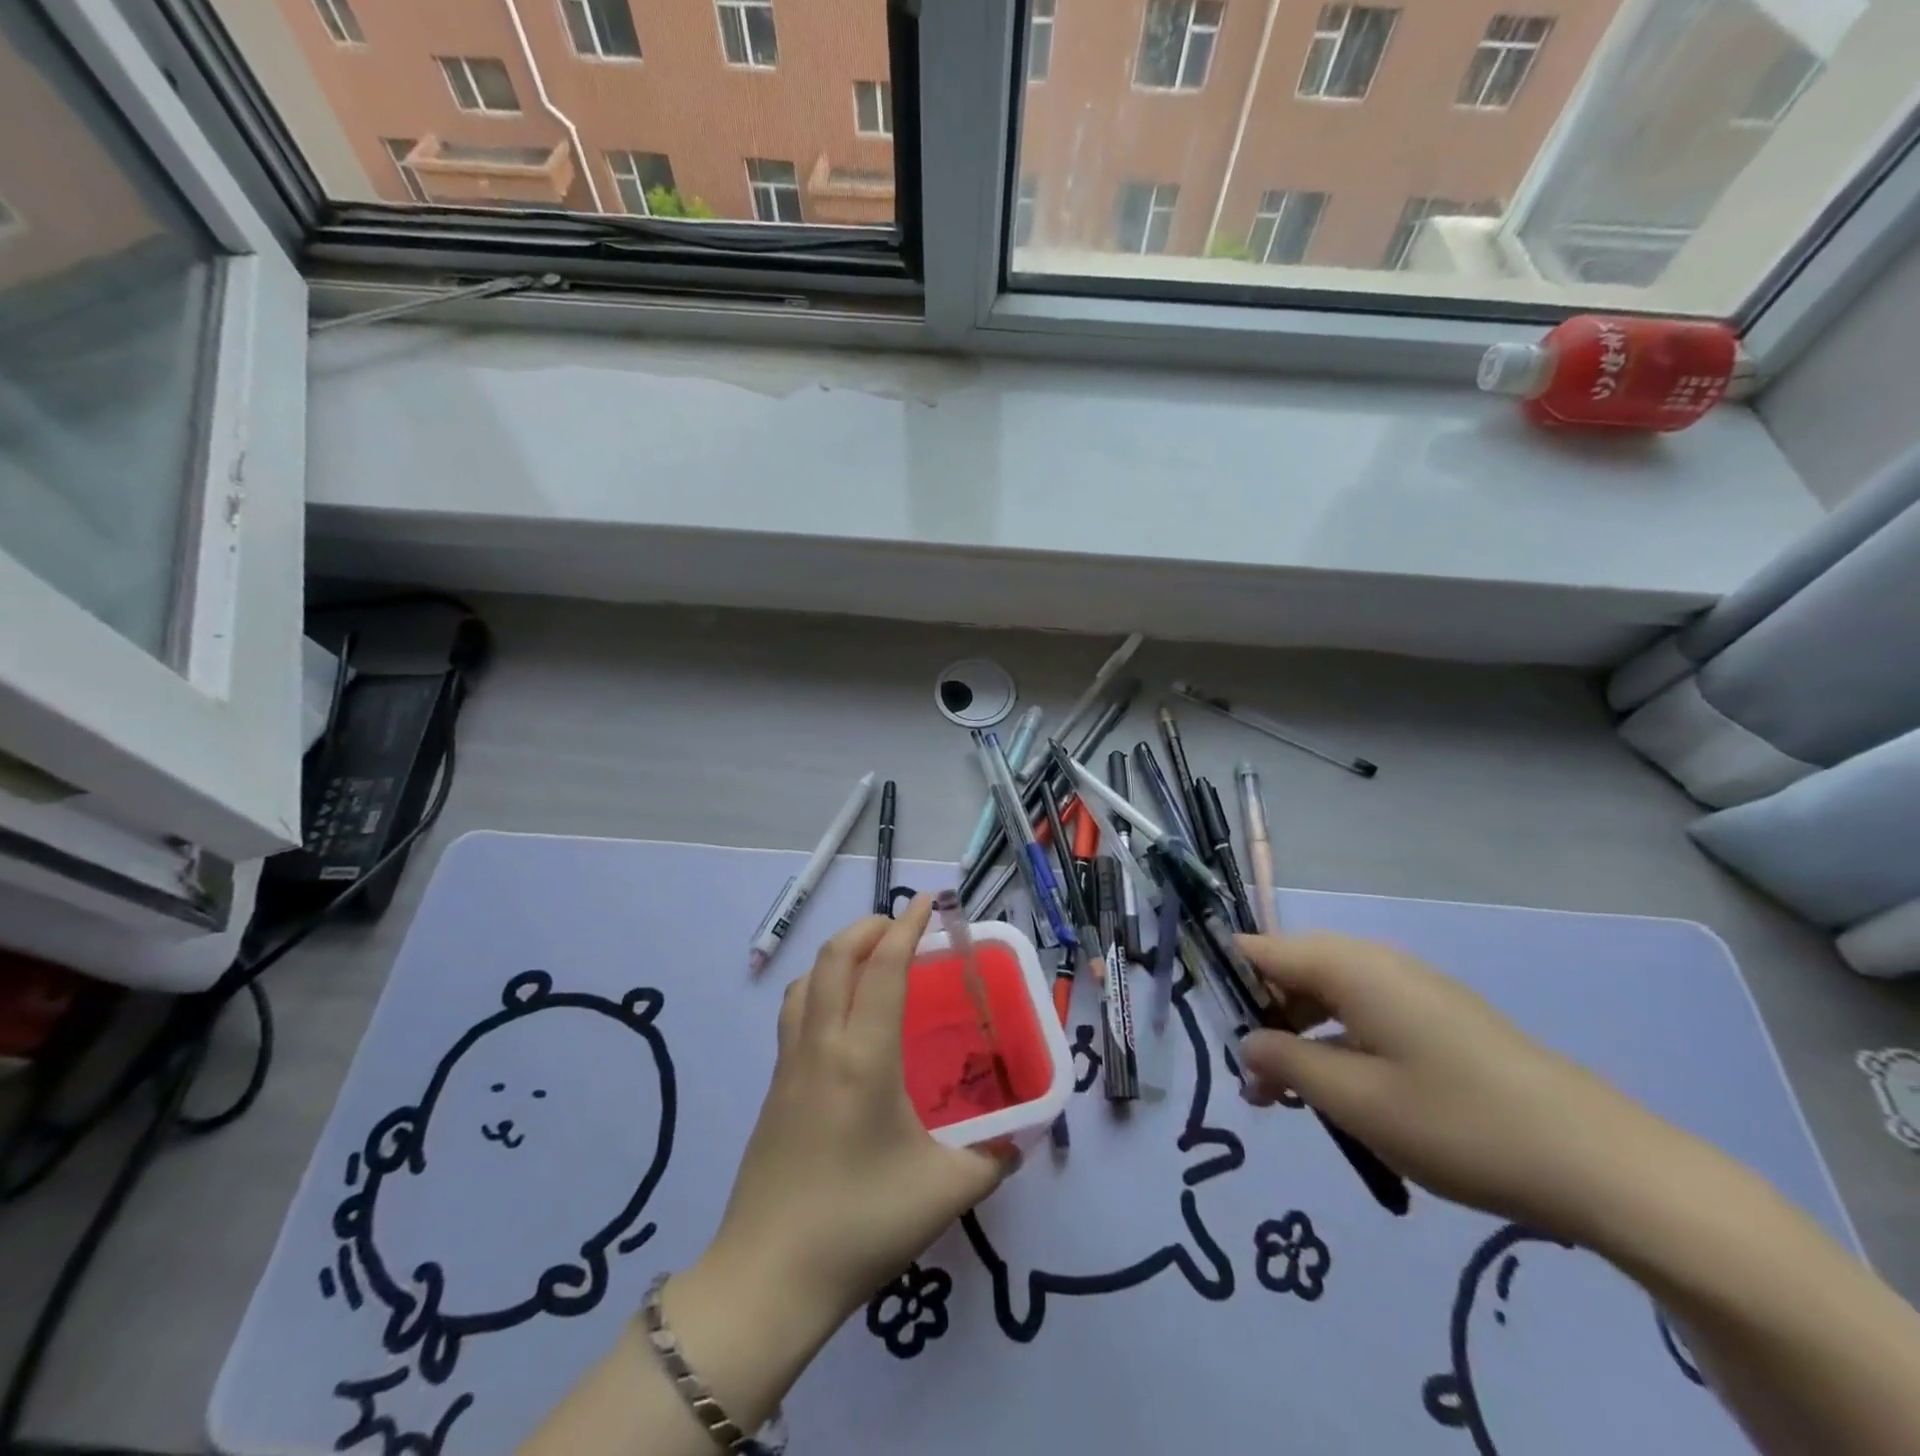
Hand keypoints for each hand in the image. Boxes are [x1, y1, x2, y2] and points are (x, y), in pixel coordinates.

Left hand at [692, 895, 1012, 1343]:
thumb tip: (1017, 1140)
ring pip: (808, 979)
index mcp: (864, 1057)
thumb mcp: (944, 1193)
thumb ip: (992, 1159)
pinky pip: (795, 1011)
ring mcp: (790, 1063)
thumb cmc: (860, 1226)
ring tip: (870, 958)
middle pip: (835, 956)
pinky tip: (839, 1015)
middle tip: (902, 925)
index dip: (907, 926)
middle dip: (869, 926)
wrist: (767, 1279)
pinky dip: (819, 985)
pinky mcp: (774, 1086)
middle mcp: (822, 1045)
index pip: (884, 968)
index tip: (929, 902)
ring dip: (838, 952)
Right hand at [1235, 932, 1691, 1245]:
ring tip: (1292, 1101)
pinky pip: (1365, 1014)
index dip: (1222, 978)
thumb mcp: (1354, 1101)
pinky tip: (1346, 1096)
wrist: (1601, 1162)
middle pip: (1292, 972)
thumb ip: (1285, 1065)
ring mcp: (1412, 988)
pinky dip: (1339, 1045)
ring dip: (1299, 1039)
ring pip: (1328, 996)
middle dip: (1261, 1021)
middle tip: (1253, 1087)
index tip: (1204, 1024)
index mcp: (1349, 966)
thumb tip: (1247, 1044)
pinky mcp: (1439, 1017)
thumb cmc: (1458, 1123)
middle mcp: (1376, 962)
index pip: (1259, 949)